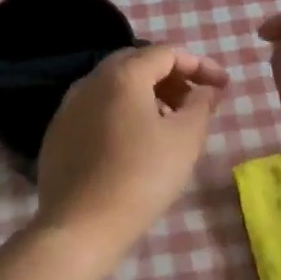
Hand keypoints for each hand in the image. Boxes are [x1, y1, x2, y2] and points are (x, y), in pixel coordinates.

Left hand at [34, 45, 227, 268]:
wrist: (80, 227)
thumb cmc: (141, 177)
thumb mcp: (185, 140)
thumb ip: (201, 105)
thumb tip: (207, 90)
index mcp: (122, 75)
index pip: (166, 53)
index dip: (199, 65)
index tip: (222, 86)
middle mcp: (91, 81)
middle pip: (137, 63)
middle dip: (171, 77)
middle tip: (195, 101)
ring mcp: (69, 106)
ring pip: (115, 86)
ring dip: (147, 95)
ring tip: (169, 123)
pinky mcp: (58, 132)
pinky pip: (97, 108)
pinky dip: (122, 112)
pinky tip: (135, 143)